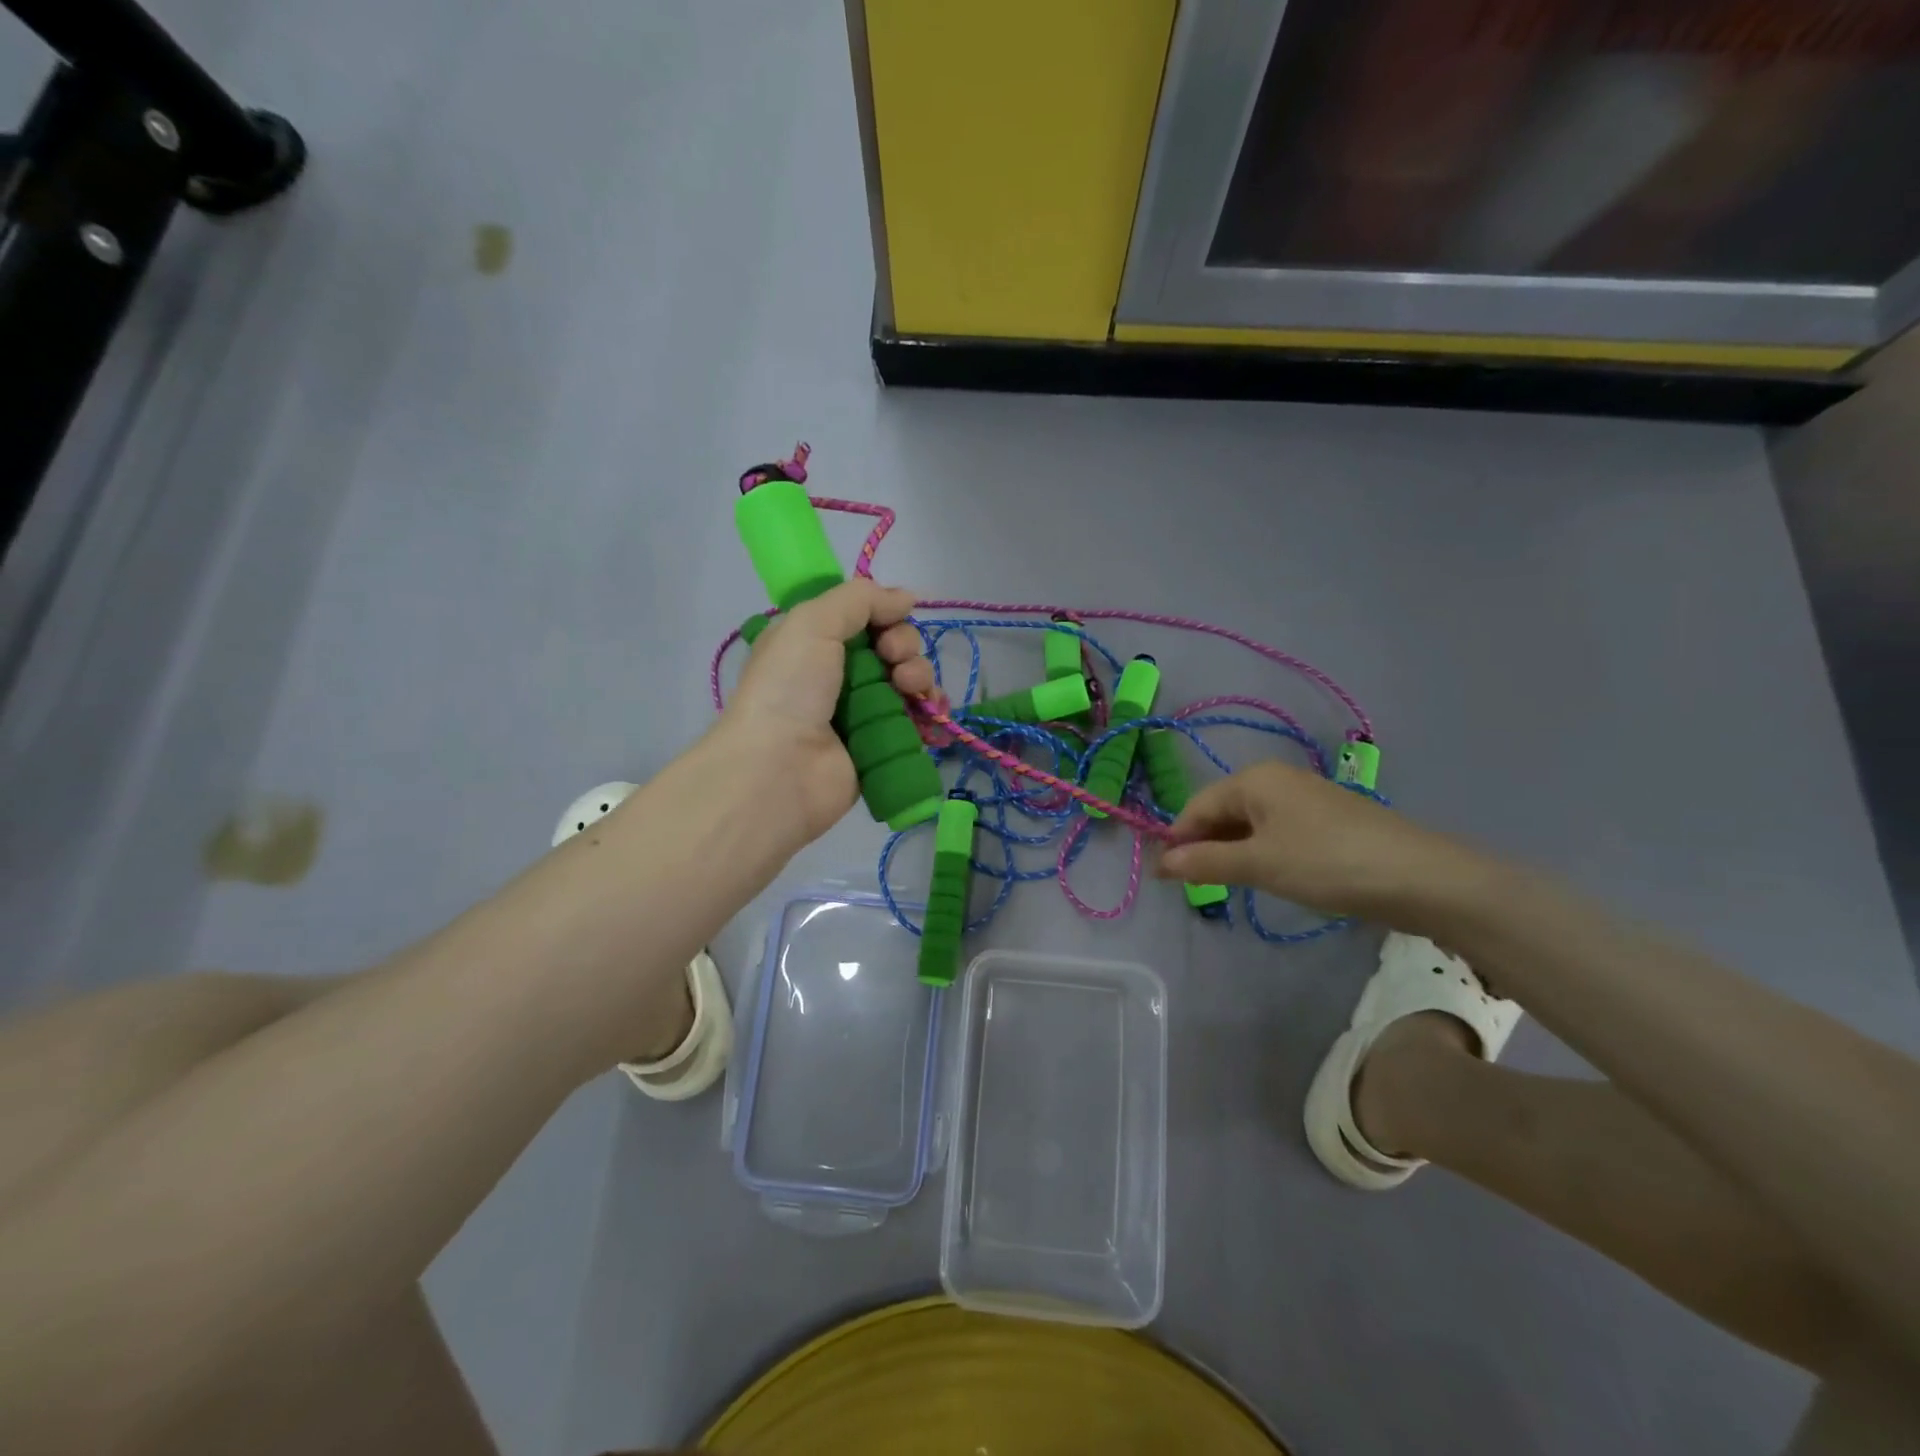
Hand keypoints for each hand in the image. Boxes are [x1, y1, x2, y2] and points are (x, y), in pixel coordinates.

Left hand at [719, 579, 934, 839]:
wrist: (780, 770)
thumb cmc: (789, 688)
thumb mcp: (812, 623)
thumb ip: (859, 599)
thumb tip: (906, 597)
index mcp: (813, 643)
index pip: (864, 618)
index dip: (885, 615)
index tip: (888, 623)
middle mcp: (837, 675)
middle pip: (892, 648)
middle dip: (905, 647)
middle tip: (895, 661)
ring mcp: (862, 713)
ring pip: (909, 683)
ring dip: (920, 677)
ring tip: (910, 690)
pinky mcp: (882, 746)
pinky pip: (918, 722)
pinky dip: (932, 713)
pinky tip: (935, 713)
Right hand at [1156, 759, 1480, 924]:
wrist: (1421, 878)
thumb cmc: (1327, 863)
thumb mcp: (1258, 865)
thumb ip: (1205, 863)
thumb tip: (1160, 863)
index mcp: (1254, 779)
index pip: (1196, 806)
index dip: (1178, 841)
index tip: (1166, 880)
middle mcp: (1276, 780)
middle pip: (1222, 812)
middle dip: (1205, 847)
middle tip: (1197, 888)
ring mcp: (1305, 799)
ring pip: (1250, 824)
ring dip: (1233, 853)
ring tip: (1229, 886)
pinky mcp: (1327, 821)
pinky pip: (1277, 833)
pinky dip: (1262, 854)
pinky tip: (1268, 877)